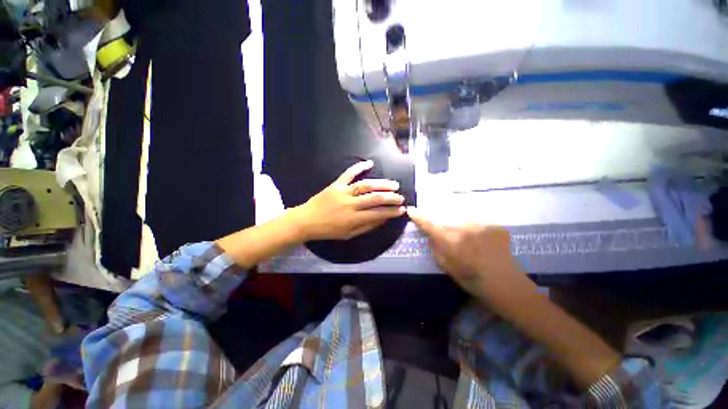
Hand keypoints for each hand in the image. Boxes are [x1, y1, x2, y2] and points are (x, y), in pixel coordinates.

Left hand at [294, 161, 405, 240]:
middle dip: (391, 198)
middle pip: (375, 198)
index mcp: (353, 218)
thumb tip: (382, 220)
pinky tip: (370, 163)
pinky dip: (359, 167)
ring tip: (393, 184)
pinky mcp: (336, 184)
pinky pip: (348, 173)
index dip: (392, 212)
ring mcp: (343, 192)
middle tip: (401, 197)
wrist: (307, 221)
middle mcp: (351, 204)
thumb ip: (366, 227)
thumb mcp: (348, 235)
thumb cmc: (328, 230)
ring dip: (381, 184)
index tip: (402, 210)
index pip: (378, 214)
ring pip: (366, 186)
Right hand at [407, 207, 535, 304]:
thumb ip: (436, 247)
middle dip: (440, 220)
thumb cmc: (471, 278)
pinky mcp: (493, 224)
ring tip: (465, 237)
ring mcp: (480, 224)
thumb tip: (431, 235)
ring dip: (458, 223)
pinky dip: (474, 226)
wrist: (504, 283)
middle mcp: (463, 227)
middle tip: (446, 232)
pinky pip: (477, 220)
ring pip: (461, 216)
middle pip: (444, 216)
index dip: (418, 216)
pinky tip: (480, 238)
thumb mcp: (446, 266)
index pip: (428, 223)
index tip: (411, 210)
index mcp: (449, 240)